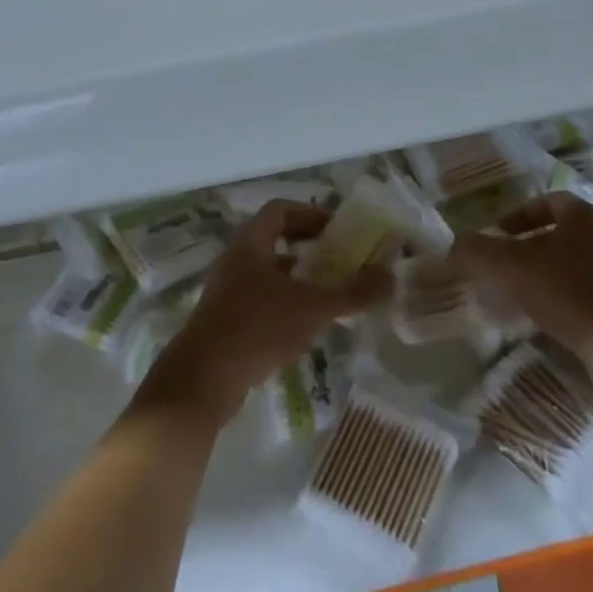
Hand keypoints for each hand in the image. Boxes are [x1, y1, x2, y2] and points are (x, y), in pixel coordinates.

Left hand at [135, 201, 390, 427]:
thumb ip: (352, 292)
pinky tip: (304, 326)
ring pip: (267, 272)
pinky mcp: (225, 322)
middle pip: (274, 239)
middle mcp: (235, 261)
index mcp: (250, 244)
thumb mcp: (312, 307)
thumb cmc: (256, 329)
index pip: (280, 210)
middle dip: (308, 246)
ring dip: (297, 277)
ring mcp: (227, 292)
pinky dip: (284, 303)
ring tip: (328, 293)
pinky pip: (260, 299)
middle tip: (338, 258)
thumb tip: (390, 276)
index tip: (338, 229)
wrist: (202, 381)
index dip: (310, 214)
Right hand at [448, 192, 592, 364]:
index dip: (518, 215)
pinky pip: (583, 292)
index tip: (497, 234)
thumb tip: (456, 246)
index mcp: (583, 216)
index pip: (547, 202)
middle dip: (527, 247)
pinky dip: (560, 299)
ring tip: (516, 294)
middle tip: (501, 265)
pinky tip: (542, 318)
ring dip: (542, 274)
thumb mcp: (510, 266)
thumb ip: (477, 252)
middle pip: (558, 234)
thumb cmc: (567, 291)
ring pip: (570, 264)